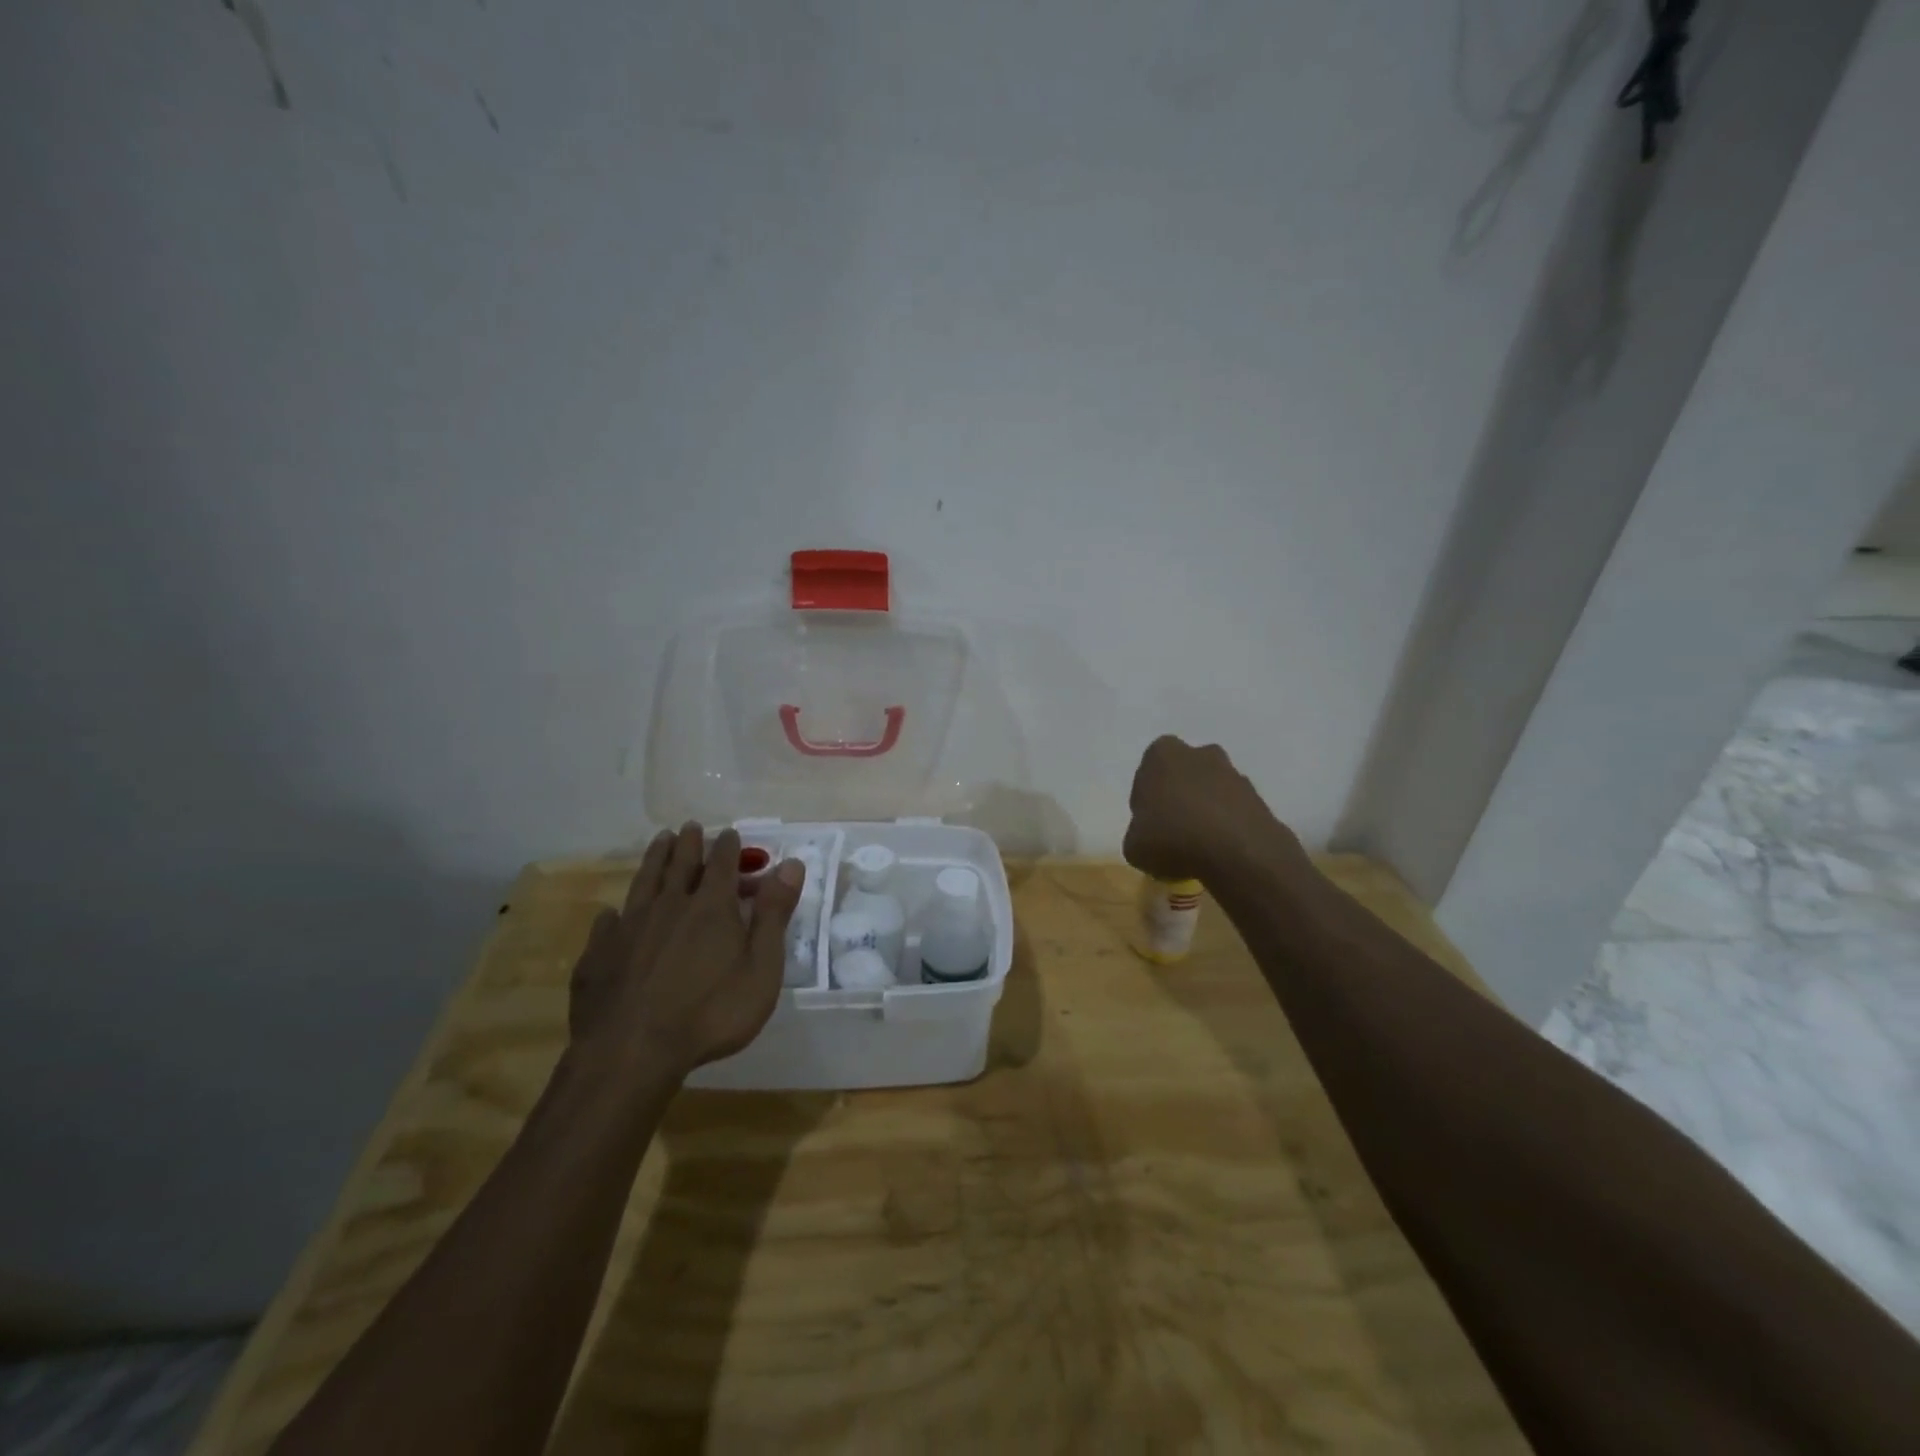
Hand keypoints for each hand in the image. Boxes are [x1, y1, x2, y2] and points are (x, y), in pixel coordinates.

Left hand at [568, 824, 804, 1083]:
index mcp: (711, 907)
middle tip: (689, 826)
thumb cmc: (711, 1013)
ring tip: (659, 841)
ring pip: (644, 882)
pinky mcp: (598, 955)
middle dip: (688, 843)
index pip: (722, 864)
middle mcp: (669, 905)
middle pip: (680, 864)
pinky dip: (614, 914)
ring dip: (654, 859)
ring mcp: (629, 928)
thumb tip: (791, 864)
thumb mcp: (761, 968)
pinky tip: (612, 914)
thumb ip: (774, 914)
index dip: (728, 847)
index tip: (729, 833)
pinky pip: (607, 924)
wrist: (632, 1052)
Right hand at [1123, 735, 1303, 884]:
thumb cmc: (1172, 838)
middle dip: (1178, 797)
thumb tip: (1149, 836)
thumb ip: (1138, 833)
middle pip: (1182, 775)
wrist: (1238, 852)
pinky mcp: (1257, 796)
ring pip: (1210, 790)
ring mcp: (1232, 773)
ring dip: (1205, 811)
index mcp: (1161, 755)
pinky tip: (1221, 851)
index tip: (1148, 824)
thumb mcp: (1133, 846)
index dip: (1146, 800)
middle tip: (1172, 831)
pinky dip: (1227, 825)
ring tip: (1199, 846)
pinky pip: (1233, 809)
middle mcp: (1199, 753)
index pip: (1147, 772)